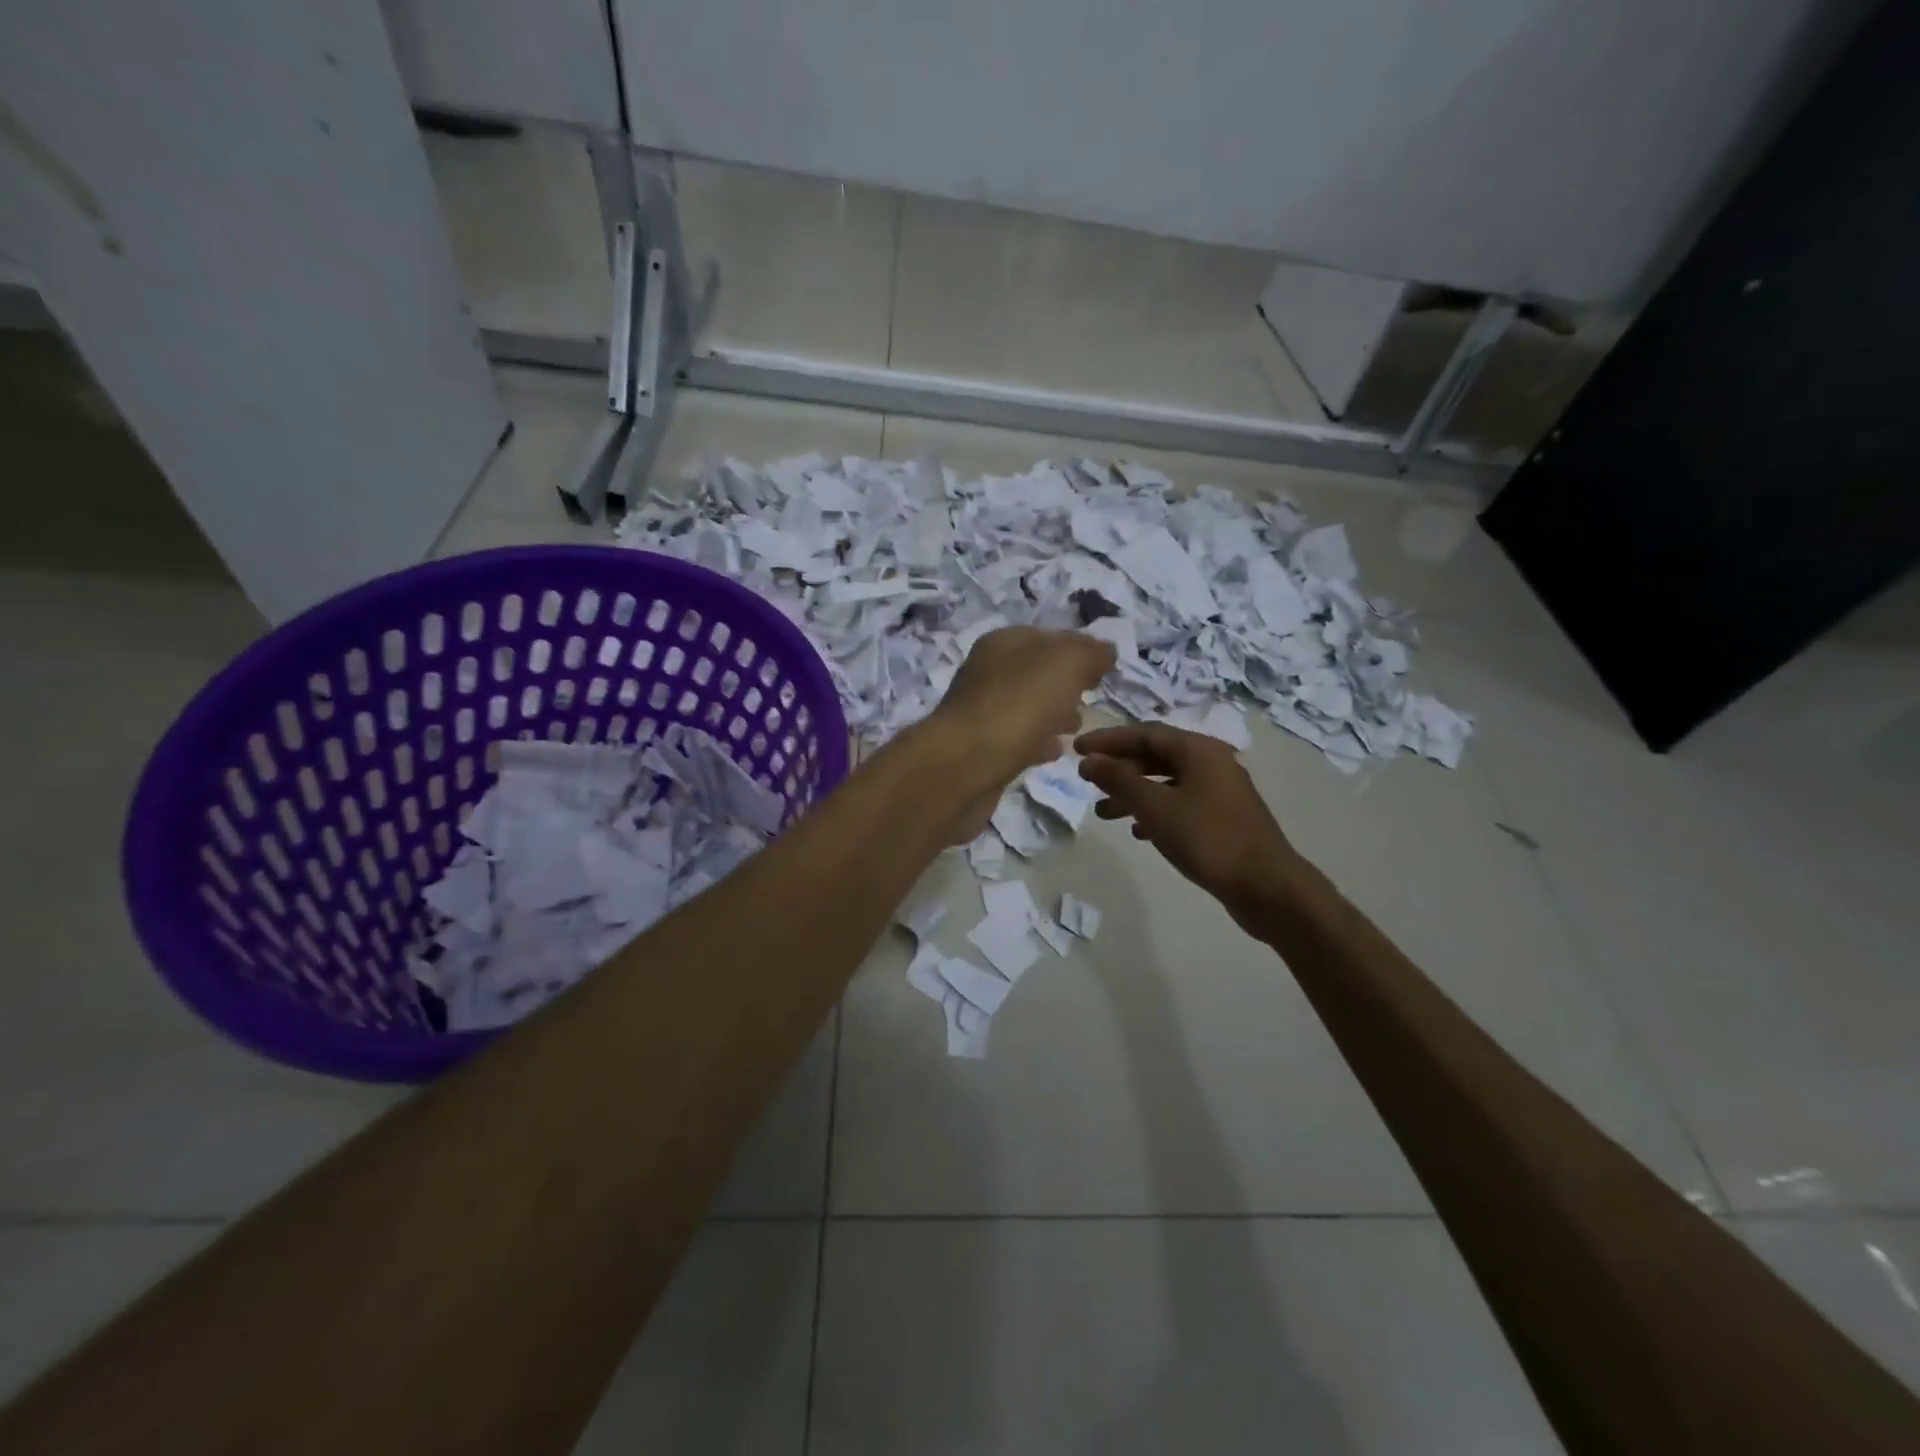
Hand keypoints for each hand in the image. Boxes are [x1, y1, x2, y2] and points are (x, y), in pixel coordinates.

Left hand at [923, 627, 1115, 842]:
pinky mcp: (982, 751)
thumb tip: (1105, 651)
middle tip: (1092, 697)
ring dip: (1053, 713)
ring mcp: (982, 713)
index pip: (1049, 637)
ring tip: (1078, 727)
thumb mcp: (1065, 664)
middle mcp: (988, 673)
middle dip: (1066, 683)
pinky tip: (1055, 751)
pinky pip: (1018, 739)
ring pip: (1027, 707)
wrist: (965, 766)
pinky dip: (1038, 742)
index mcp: (1003, 643)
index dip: (1079, 648)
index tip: (1107, 668)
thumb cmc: (1018, 704)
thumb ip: (1090, 653)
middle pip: (1037, 673)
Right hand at [1076, 722, 1308, 929]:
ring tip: (1103, 813)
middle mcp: (1212, 763)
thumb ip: (1120, 780)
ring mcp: (1219, 792)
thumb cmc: (1209, 839)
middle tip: (1087, 780)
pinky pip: (1180, 804)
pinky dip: (1155, 812)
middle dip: (1119, 768)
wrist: (1266, 887)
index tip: (1077, 749)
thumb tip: (1090, 760)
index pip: (1145, 733)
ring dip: (1133, 793)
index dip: (1109, 739)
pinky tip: (1138, 831)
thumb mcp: (1156, 808)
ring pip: (1166, 783)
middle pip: (1156, 756)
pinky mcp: (1222, 818)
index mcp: (1199, 750)